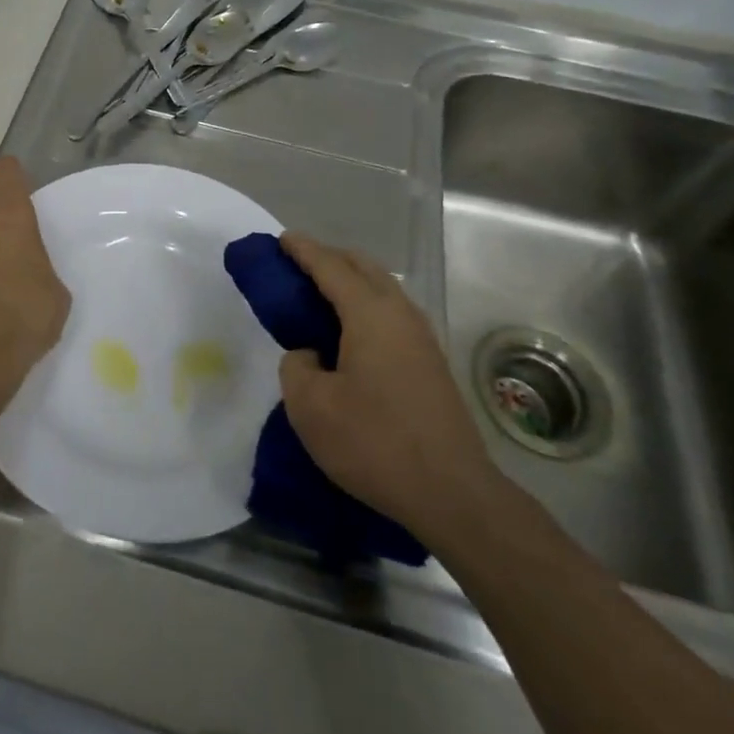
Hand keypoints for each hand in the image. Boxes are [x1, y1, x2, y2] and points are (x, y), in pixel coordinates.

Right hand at [277, 233, 500, 535]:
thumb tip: (310, 355)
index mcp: (369, 313)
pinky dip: (367, 305)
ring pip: (383, 288)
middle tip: (298, 266)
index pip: (330, 266)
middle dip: (330, 257)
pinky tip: (351, 333)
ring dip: (351, 281)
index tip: (281, 239)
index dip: (303, 250)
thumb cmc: (374, 443)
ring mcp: (422, 337)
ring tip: (321, 296)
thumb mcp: (310, 407)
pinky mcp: (432, 362)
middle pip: (363, 266)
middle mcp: (400, 313)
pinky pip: (392, 312)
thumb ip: (296, 367)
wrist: (453, 493)